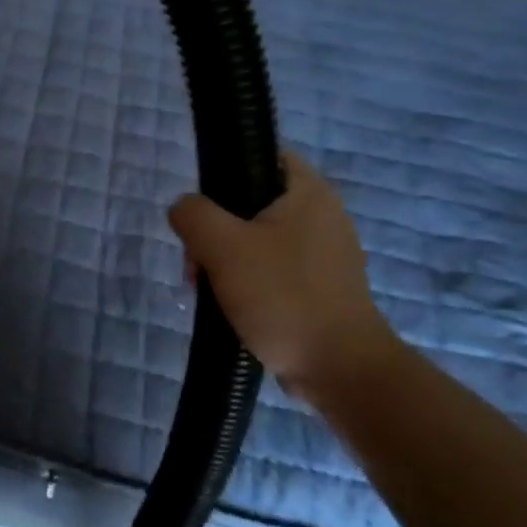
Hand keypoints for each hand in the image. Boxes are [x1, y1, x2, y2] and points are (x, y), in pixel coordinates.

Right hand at [170, 151, 398, 401]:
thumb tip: (184, 209)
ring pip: (257, 240)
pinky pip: (272, 270)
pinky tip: (231, 306)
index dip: (224, 170)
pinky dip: (248, 282)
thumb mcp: (223, 246)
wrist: (341, 371)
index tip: (201, 206)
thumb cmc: (284, 296)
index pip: (261, 154)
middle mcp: (322, 215)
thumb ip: (193, 214)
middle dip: (215, 231)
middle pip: (250, 202)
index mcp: (308, 191)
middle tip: (196, 262)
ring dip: (225, 260)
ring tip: (207, 291)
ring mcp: (324, 254)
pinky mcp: (321, 288)